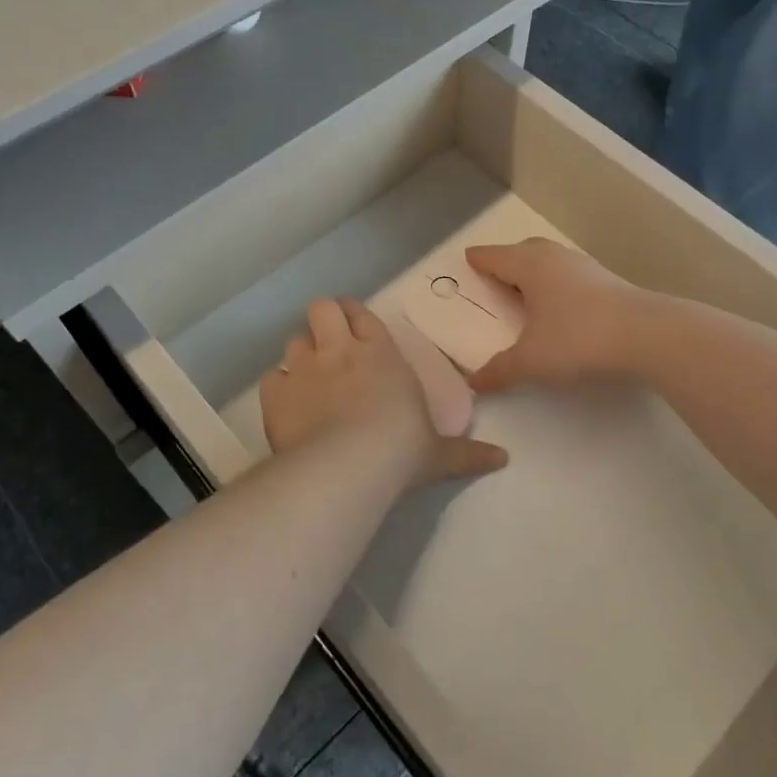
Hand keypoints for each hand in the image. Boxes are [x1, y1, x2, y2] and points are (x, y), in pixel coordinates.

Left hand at [262, 298, 507, 487]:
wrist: (348, 467)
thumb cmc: (400, 450)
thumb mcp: (439, 454)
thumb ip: (468, 453)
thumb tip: (503, 459)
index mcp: (381, 354)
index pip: (362, 314)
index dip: (355, 315)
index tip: (355, 326)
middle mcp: (340, 351)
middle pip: (321, 309)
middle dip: (323, 320)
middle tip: (329, 343)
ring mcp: (305, 368)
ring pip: (294, 340)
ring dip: (301, 355)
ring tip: (309, 378)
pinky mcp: (277, 393)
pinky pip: (273, 378)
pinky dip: (279, 387)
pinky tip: (288, 405)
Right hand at [465, 240, 647, 394]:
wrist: (648, 335)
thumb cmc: (579, 338)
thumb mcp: (532, 361)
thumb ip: (501, 370)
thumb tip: (474, 383)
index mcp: (531, 267)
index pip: (497, 257)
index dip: (480, 258)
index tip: (469, 257)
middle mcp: (557, 259)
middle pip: (526, 250)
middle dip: (508, 258)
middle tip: (496, 273)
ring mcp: (587, 268)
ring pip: (552, 260)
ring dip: (536, 270)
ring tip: (527, 291)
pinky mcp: (610, 283)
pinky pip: (571, 274)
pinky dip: (557, 283)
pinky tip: (561, 305)